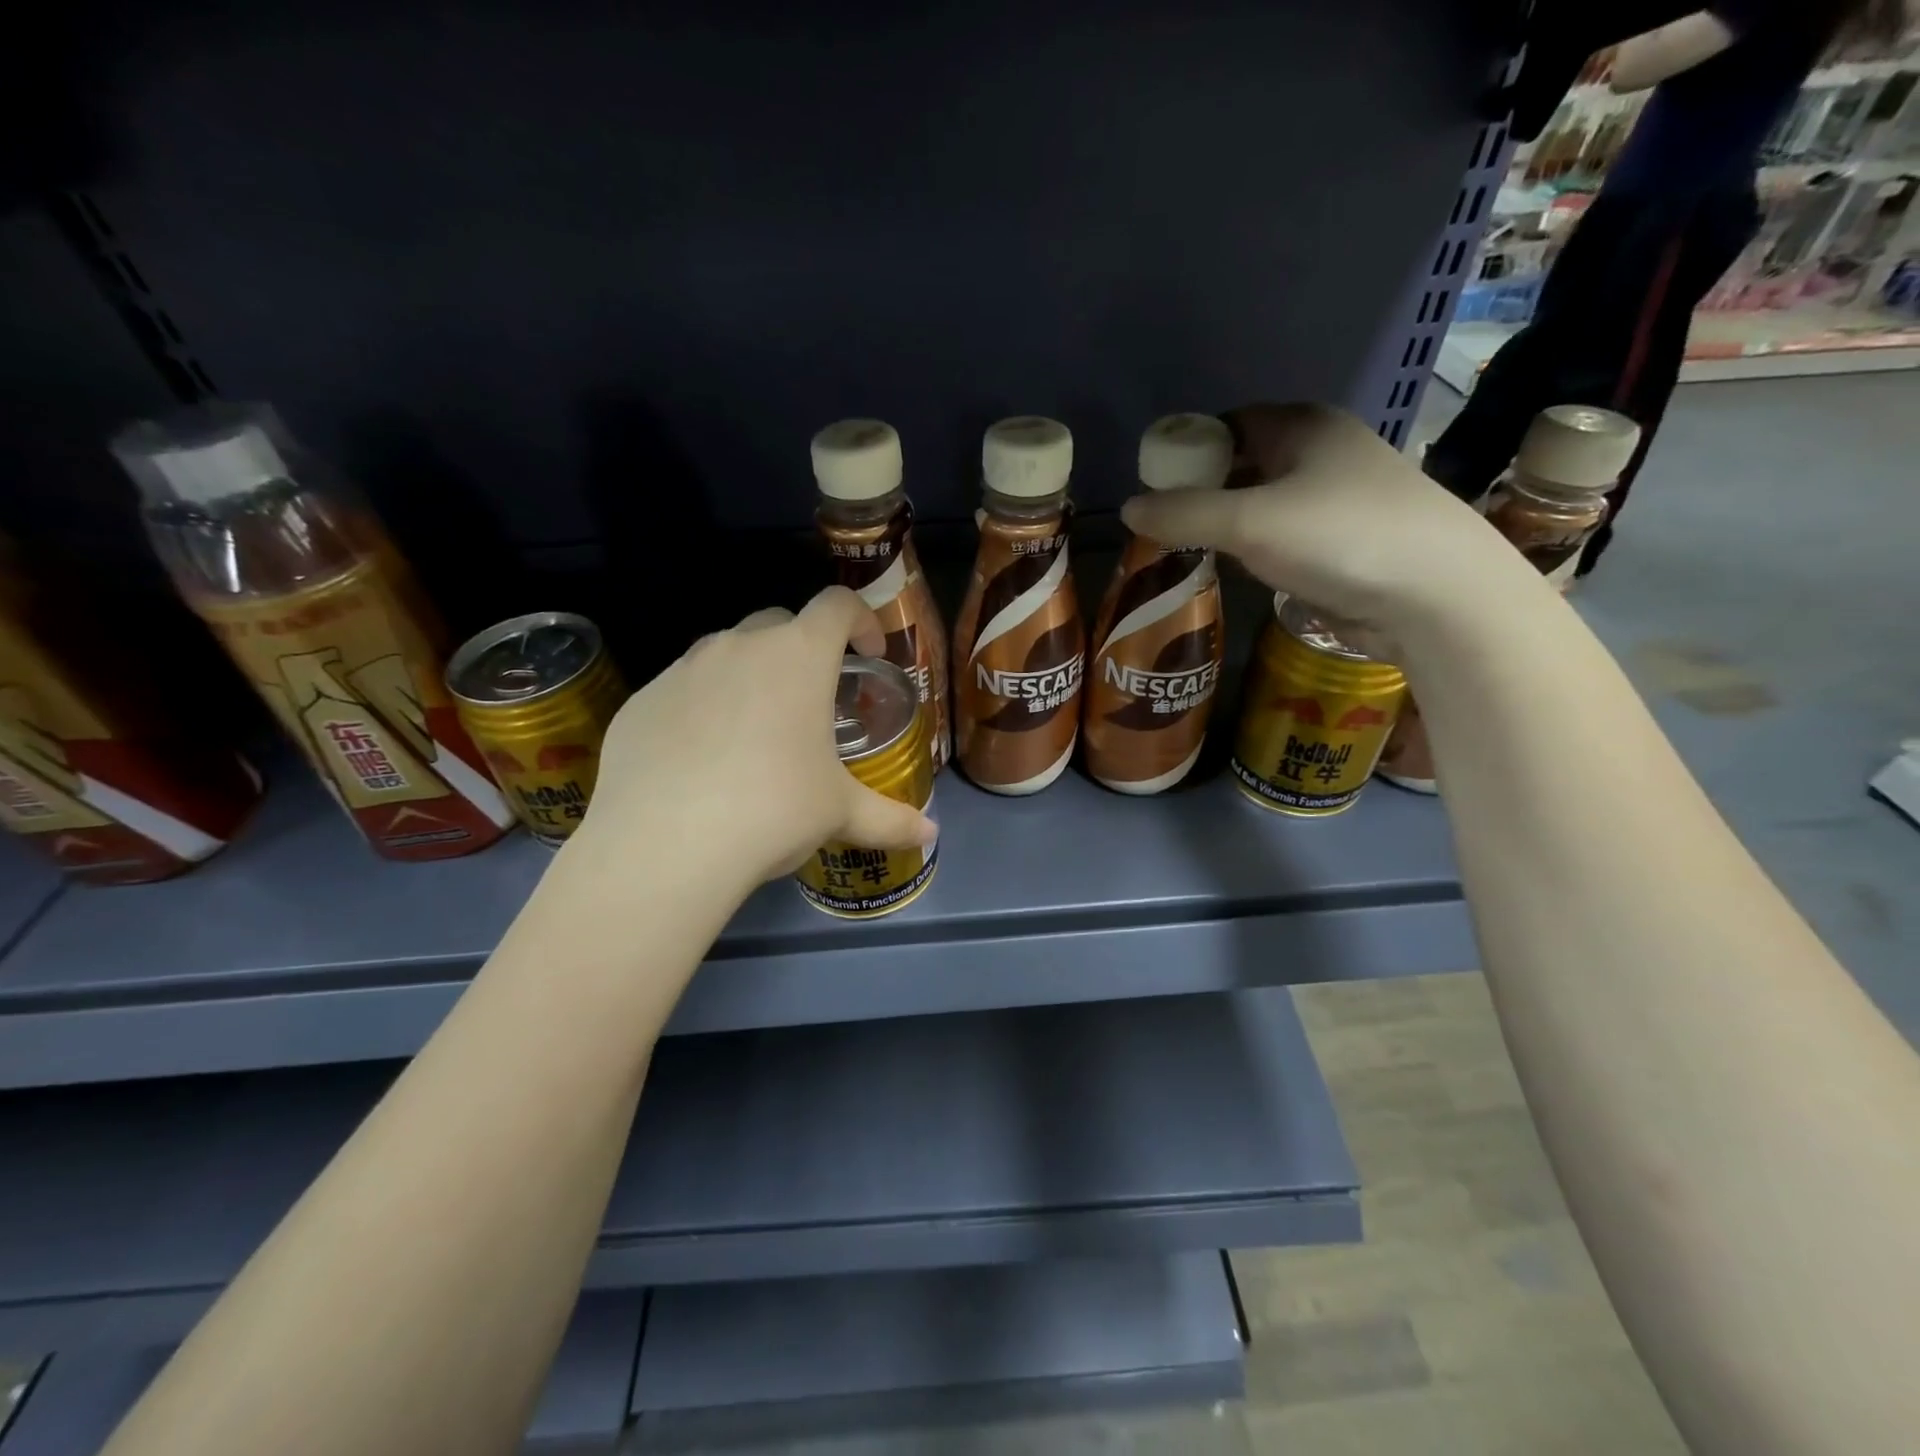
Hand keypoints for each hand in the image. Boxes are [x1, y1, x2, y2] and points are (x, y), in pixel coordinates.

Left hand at [573, 588, 937, 894]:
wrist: (664, 843)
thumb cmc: (774, 809)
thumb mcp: (840, 814)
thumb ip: (890, 819)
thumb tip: (930, 836)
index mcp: (798, 656)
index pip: (838, 604)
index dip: (861, 620)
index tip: (869, 652)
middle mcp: (739, 645)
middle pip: (781, 621)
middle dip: (803, 648)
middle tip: (812, 700)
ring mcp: (684, 668)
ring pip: (726, 652)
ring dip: (750, 675)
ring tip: (755, 732)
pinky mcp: (641, 699)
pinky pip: (682, 688)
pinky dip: (701, 707)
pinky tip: (701, 760)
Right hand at [1119, 402, 1532, 636]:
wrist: (1436, 595)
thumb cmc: (1340, 536)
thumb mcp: (1249, 521)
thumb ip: (1183, 513)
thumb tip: (1128, 507)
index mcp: (1304, 426)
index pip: (1230, 423)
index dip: (1189, 447)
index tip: (1154, 481)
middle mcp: (1323, 453)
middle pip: (1245, 462)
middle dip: (1203, 488)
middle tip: (1161, 520)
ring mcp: (1338, 499)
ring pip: (1264, 502)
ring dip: (1227, 521)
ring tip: (1186, 546)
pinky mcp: (1345, 542)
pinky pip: (1283, 535)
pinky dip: (1254, 546)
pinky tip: (1234, 567)